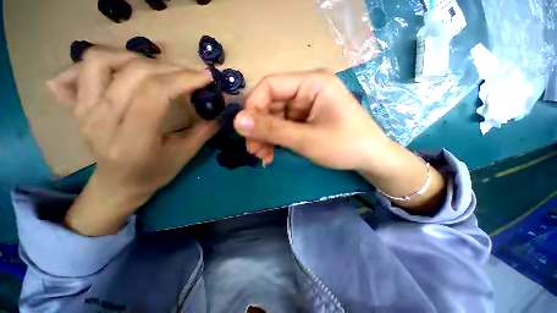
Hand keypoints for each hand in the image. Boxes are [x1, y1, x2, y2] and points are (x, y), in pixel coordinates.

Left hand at [47, 47, 217, 234]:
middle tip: (191, 73)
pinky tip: (125, 67)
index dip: (183, 79)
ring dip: (137, 57)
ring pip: (101, 60)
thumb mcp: (185, 155)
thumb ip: (204, 131)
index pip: (154, 94)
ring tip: (159, 69)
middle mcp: (101, 121)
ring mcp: (83, 109)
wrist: (117, 183)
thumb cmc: (154, 173)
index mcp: (132, 141)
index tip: (206, 76)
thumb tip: (222, 111)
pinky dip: (106, 58)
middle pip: (134, 74)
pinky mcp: (77, 104)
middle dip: (170, 68)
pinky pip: (82, 67)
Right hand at [233, 71, 388, 169]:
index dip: (253, 106)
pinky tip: (271, 154)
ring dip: (265, 137)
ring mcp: (306, 106)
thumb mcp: (306, 139)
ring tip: (261, 156)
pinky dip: (275, 140)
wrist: (371, 158)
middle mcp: (307, 90)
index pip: (270, 85)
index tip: (245, 129)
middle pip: (271, 104)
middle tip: (252, 150)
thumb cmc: (345, 145)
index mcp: (312, 83)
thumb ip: (272, 130)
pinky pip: (283, 127)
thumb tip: (238, 122)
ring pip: (275, 118)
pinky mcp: (306, 120)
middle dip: (259, 128)